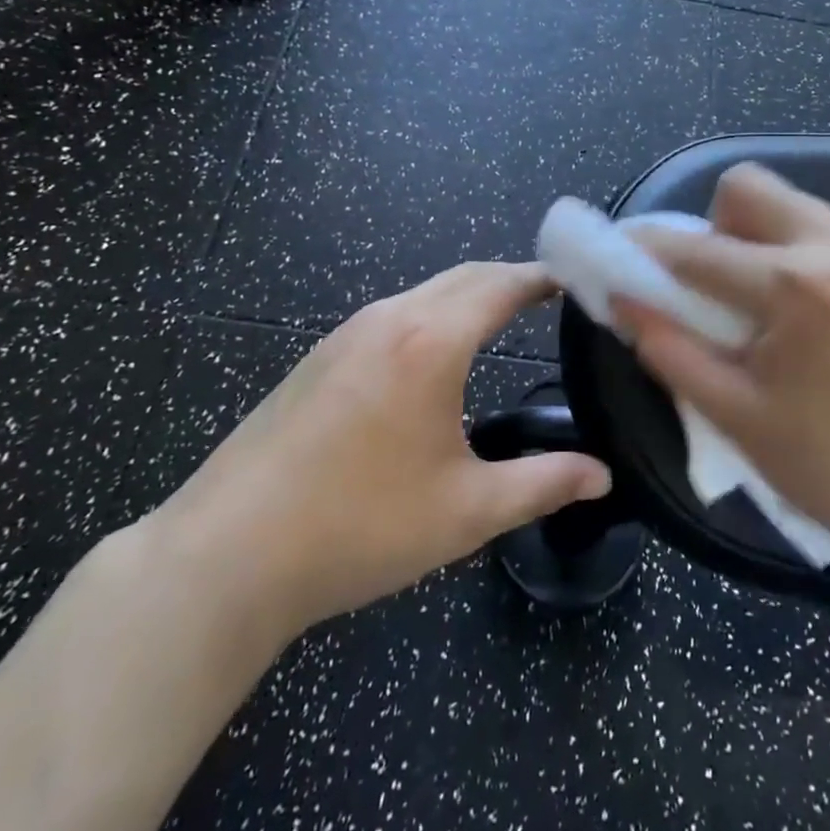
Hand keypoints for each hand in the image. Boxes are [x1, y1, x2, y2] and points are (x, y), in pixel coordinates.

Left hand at [158, 262, 611, 645]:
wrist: (227, 554)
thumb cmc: (360, 526)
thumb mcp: (466, 511)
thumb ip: (543, 483)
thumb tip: (602, 476)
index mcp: (432, 341)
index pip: (502, 285)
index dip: (543, 278)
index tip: (576, 279)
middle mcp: (390, 318)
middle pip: (464, 276)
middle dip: (509, 278)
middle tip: (549, 296)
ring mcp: (346, 333)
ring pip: (425, 292)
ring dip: (468, 294)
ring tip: (501, 318)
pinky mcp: (318, 356)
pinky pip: (392, 314)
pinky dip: (432, 313)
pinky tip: (434, 354)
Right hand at [615, 164, 829, 593]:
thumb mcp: (737, 417)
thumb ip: (669, 350)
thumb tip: (623, 301)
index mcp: (792, 286)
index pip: (694, 248)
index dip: (647, 251)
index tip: (626, 262)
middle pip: (748, 186)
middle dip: (716, 225)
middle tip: (721, 287)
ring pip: (796, 205)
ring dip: (764, 238)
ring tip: (775, 307)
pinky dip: (809, 254)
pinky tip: (823, 316)